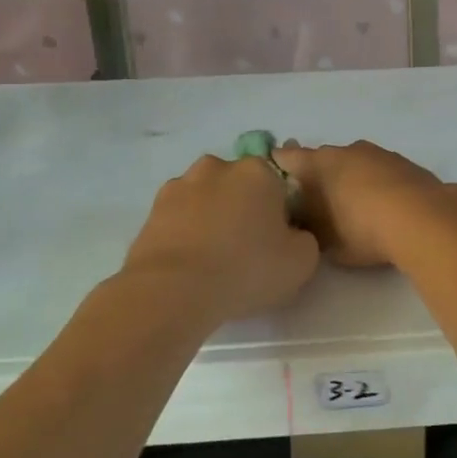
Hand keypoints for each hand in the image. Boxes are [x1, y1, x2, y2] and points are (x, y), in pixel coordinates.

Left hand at [120, 156, 318, 321]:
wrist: (172, 291)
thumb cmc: (246, 268)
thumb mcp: (302, 261)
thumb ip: (305, 239)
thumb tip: (291, 234)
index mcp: (258, 171)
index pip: (279, 185)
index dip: (280, 213)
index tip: (277, 240)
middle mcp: (218, 167)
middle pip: (240, 187)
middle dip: (243, 209)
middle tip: (246, 249)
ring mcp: (180, 185)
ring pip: (206, 199)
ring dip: (211, 218)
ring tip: (212, 260)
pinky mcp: (151, 210)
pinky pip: (179, 218)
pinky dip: (185, 233)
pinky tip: (189, 264)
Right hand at [273, 141, 456, 268]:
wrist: (424, 219)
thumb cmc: (363, 228)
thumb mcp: (327, 240)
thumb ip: (311, 227)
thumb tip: (305, 222)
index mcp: (321, 163)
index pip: (289, 158)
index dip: (279, 167)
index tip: (275, 182)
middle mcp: (348, 150)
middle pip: (325, 160)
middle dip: (319, 178)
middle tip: (317, 204)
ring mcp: (381, 154)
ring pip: (356, 163)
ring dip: (351, 179)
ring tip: (352, 207)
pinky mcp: (407, 164)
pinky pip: (381, 172)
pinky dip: (377, 184)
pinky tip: (383, 206)